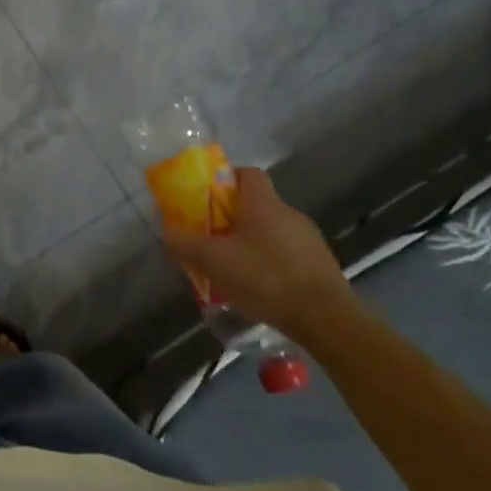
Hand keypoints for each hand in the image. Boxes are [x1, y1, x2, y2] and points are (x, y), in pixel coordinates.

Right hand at [164, 166, 354, 335]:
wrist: (325, 318)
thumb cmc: (265, 277)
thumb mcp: (213, 261)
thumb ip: (184, 243)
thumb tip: (165, 231)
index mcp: (263, 203)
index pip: (246, 173)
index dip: (224, 179)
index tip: (204, 197)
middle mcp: (289, 213)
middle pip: (254, 204)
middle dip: (229, 217)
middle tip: (207, 238)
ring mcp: (308, 239)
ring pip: (269, 230)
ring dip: (248, 242)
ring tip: (228, 267)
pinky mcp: (319, 264)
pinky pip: (284, 253)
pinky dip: (267, 262)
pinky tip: (256, 287)